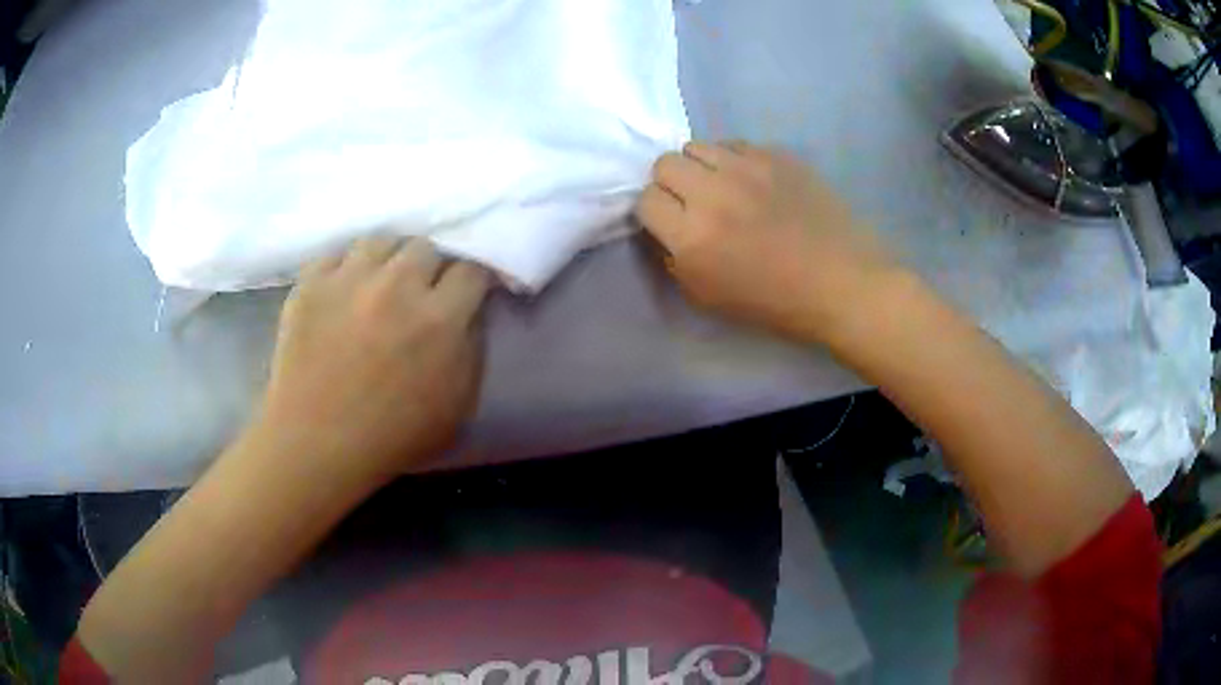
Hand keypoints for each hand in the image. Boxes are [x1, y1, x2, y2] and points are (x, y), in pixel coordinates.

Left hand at [249, 237, 490, 485]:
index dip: (472, 279)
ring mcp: (349, 279)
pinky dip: (344, 269)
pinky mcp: (311, 283)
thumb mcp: (458, 406)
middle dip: (429, 267)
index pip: (472, 269)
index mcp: (439, 319)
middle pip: (426, 246)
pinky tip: (343, 292)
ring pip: (381, 240)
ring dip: (387, 260)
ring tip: (379, 283)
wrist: (317, 445)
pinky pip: (335, 254)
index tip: (466, 291)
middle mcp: (397, 286)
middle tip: (419, 291)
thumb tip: (468, 314)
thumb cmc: (392, 437)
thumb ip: (472, 350)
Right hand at [635, 141, 901, 342]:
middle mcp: (713, 193)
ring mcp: (748, 168)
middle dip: (671, 183)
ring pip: (697, 145)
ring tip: (722, 187)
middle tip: (693, 202)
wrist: (841, 283)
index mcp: (693, 237)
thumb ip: (673, 259)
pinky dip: (733, 160)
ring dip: (700, 166)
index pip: (645, 200)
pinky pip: (736, 144)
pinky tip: (752, 182)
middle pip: (665, 164)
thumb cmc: (775, 303)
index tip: (670, 222)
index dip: (654, 212)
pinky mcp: (777, 156)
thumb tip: (663, 228)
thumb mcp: (708, 297)